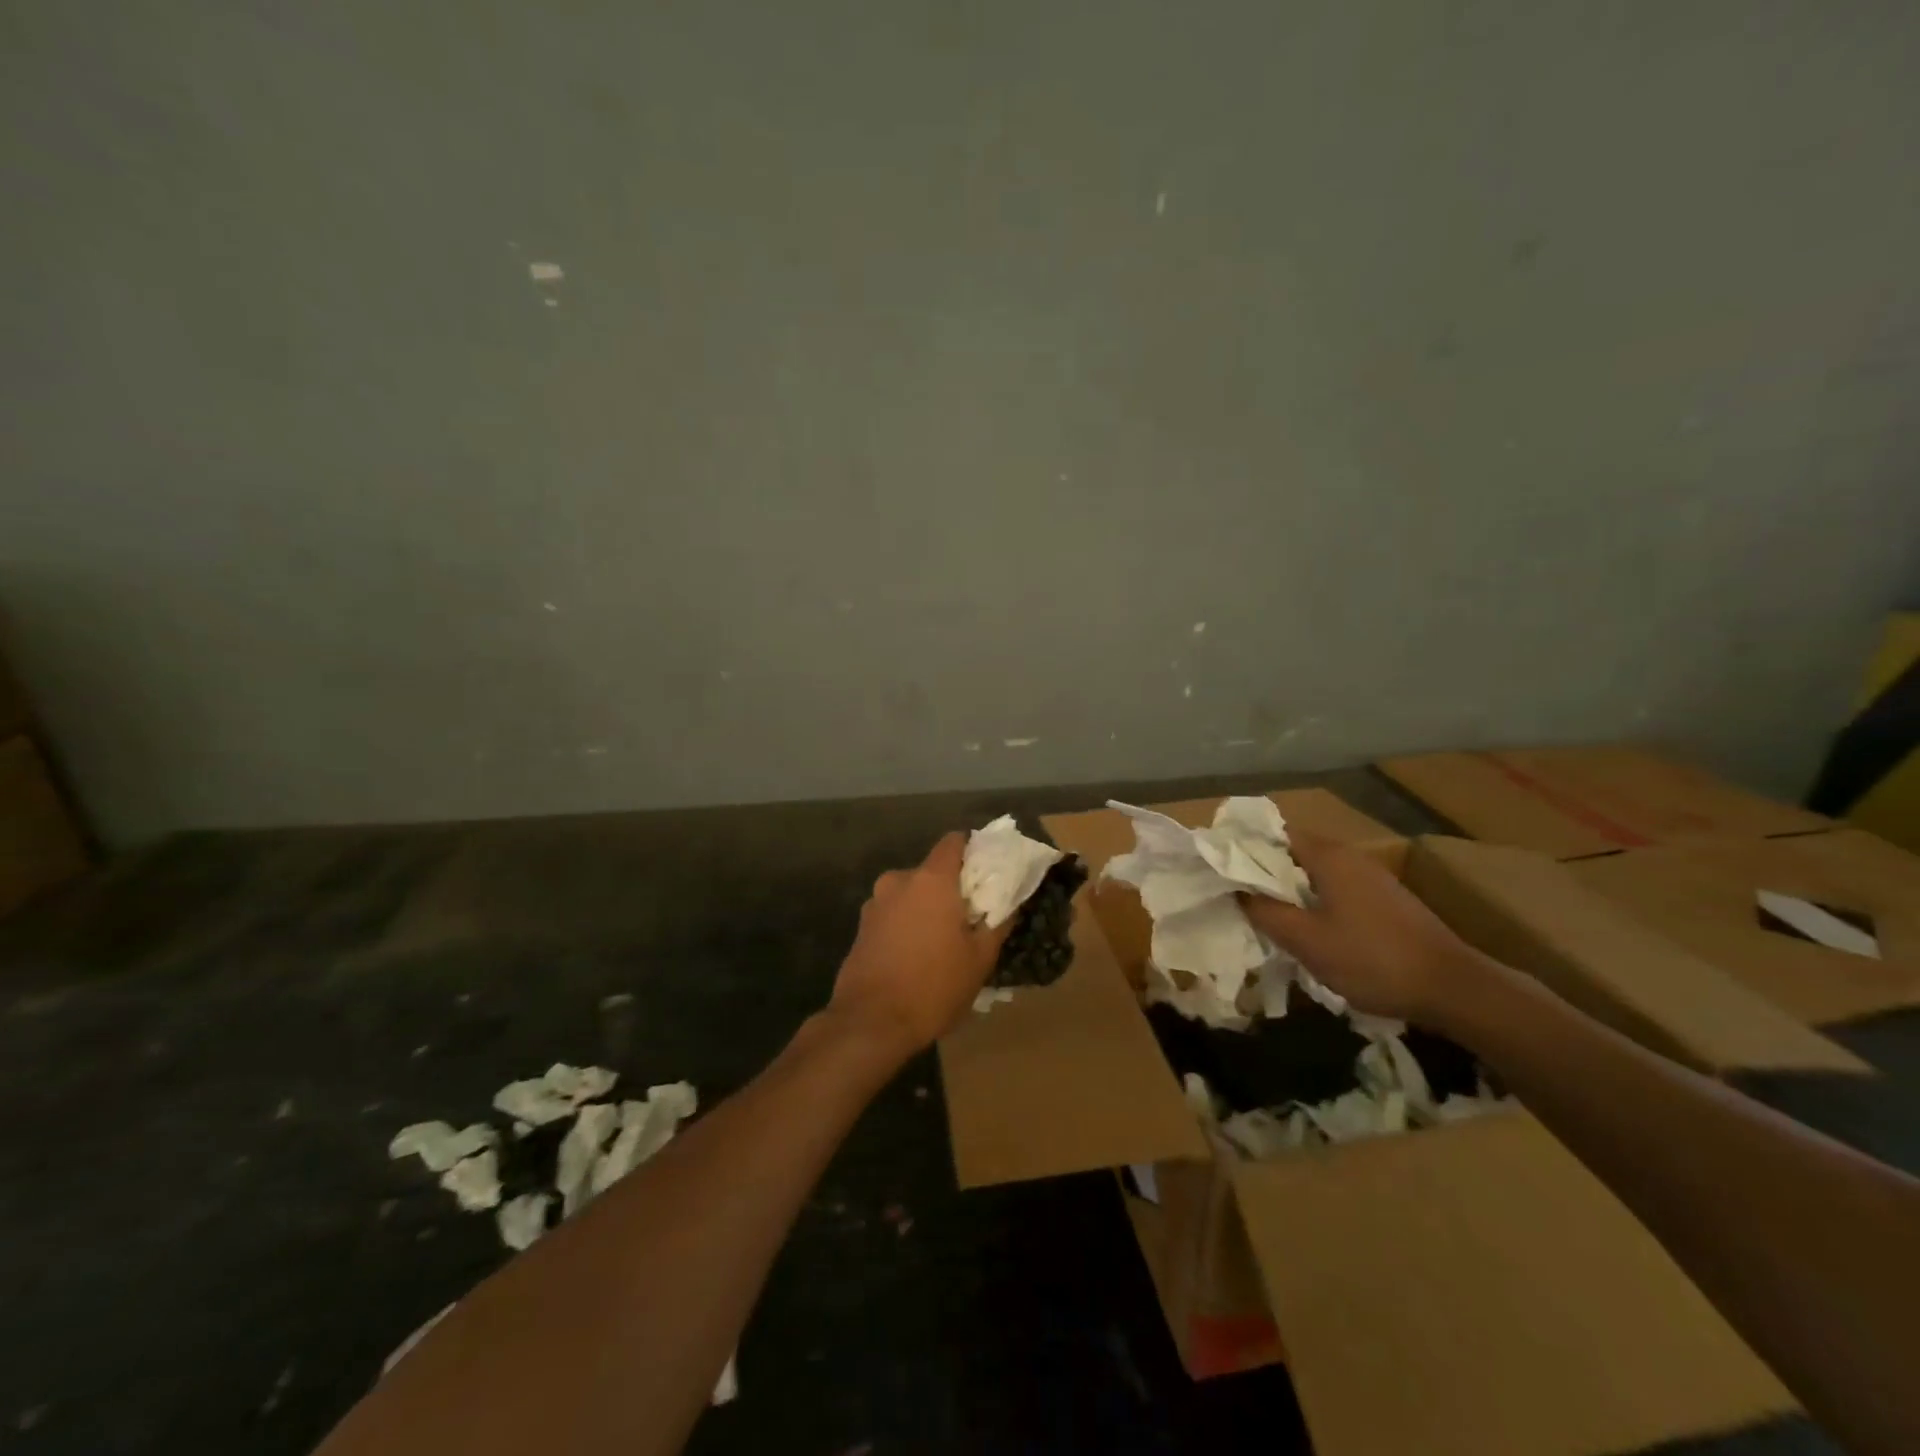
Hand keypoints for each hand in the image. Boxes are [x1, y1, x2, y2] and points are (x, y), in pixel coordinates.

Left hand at [829, 832, 1010, 1056]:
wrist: (870, 1023)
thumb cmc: (934, 986)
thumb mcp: (980, 958)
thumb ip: (998, 922)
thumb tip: (1009, 903)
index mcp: (931, 879)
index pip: (954, 841)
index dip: (973, 850)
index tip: (987, 872)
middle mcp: (899, 881)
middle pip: (932, 871)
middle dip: (951, 888)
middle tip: (970, 918)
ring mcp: (875, 903)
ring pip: (911, 894)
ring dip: (927, 909)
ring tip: (942, 943)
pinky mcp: (861, 927)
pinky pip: (893, 915)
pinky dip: (907, 925)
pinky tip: (916, 957)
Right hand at [1239, 834, 1480, 1023]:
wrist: (1453, 988)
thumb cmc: (1371, 959)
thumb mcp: (1306, 940)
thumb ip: (1265, 911)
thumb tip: (1236, 890)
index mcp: (1329, 856)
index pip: (1274, 833)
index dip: (1243, 846)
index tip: (1219, 866)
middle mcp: (1350, 857)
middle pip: (1293, 852)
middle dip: (1262, 870)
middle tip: (1234, 893)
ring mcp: (1371, 879)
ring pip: (1315, 873)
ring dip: (1288, 888)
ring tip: (1263, 913)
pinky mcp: (1385, 901)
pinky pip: (1335, 889)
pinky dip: (1312, 900)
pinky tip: (1306, 929)